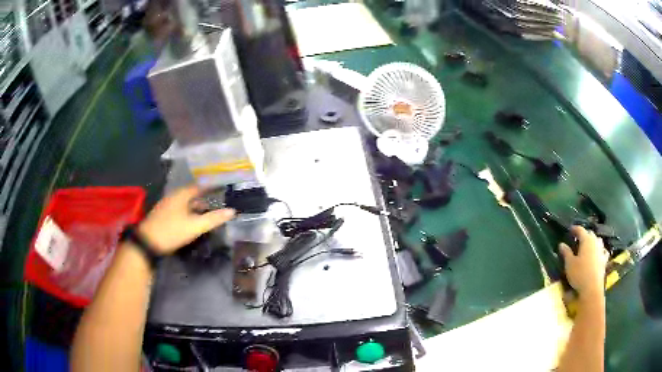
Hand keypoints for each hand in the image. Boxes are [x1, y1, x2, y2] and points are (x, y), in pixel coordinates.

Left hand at [138, 185, 234, 253]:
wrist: (148, 242)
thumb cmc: (172, 231)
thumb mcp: (195, 226)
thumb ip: (213, 219)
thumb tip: (232, 211)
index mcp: (182, 194)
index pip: (200, 186)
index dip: (211, 187)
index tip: (222, 188)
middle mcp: (174, 196)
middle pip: (192, 194)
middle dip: (204, 197)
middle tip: (217, 202)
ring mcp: (167, 205)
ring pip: (185, 202)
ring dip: (196, 206)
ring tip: (207, 213)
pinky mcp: (163, 215)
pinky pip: (180, 209)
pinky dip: (188, 212)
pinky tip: (191, 221)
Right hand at [559, 226, 608, 298]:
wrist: (592, 288)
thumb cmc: (579, 274)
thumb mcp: (569, 264)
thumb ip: (566, 253)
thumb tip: (562, 244)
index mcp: (586, 240)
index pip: (580, 230)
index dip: (575, 229)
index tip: (570, 229)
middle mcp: (595, 241)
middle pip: (590, 234)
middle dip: (584, 235)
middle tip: (578, 239)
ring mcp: (601, 250)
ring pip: (598, 240)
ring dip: (593, 241)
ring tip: (588, 246)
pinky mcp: (605, 260)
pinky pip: (603, 251)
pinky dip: (600, 251)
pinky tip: (599, 254)